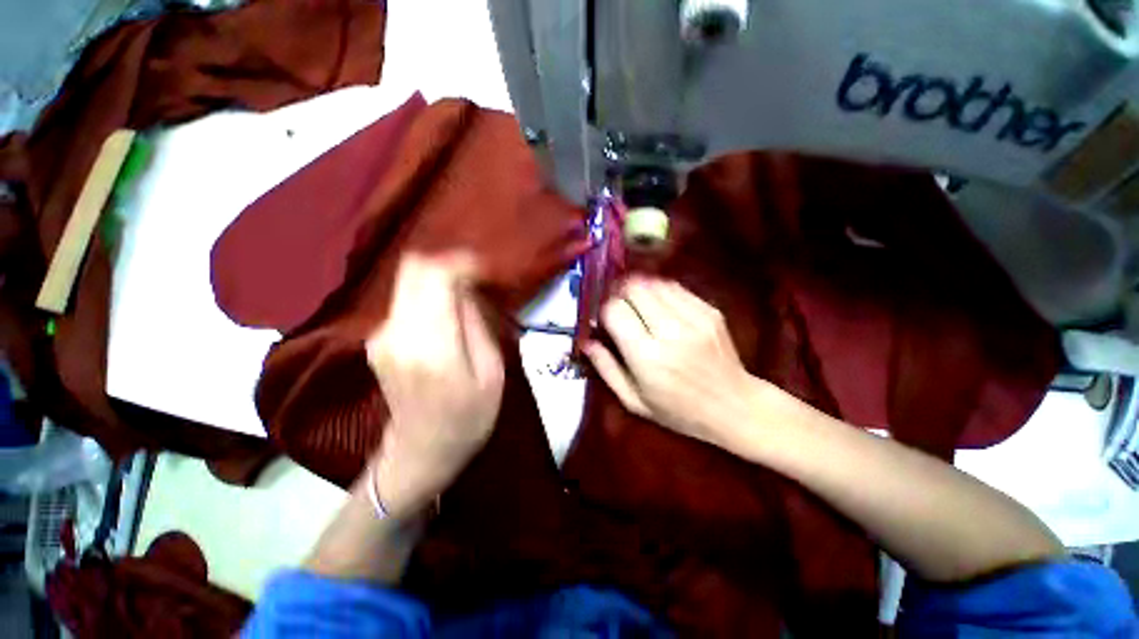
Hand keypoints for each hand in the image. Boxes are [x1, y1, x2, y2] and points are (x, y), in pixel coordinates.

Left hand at [365, 253, 504, 517]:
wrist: (420, 453)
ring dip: (439, 280)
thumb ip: (477, 325)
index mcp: (431, 344)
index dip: (461, 263)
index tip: (485, 270)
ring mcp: (380, 335)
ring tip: (467, 295)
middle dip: (448, 264)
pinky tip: (448, 312)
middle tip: (477, 278)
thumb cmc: (468, 418)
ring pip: (408, 281)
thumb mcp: (491, 373)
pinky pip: (404, 299)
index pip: (435, 276)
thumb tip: (467, 291)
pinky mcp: (377, 338)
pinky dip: (428, 294)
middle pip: (413, 268)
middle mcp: (396, 332)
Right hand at [585, 277, 759, 449]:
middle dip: (619, 293)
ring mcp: (694, 317)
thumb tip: (585, 341)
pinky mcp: (710, 310)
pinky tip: (658, 305)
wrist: (736, 407)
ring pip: (654, 283)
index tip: (602, 318)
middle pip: (634, 288)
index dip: (603, 308)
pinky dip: (659, 290)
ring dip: (638, 289)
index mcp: (647, 357)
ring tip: (636, 304)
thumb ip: (606, 368)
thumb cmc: (680, 412)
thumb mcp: (634, 401)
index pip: (614, 310)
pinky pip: (675, 287)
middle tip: (617, 306)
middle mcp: (670, 331)